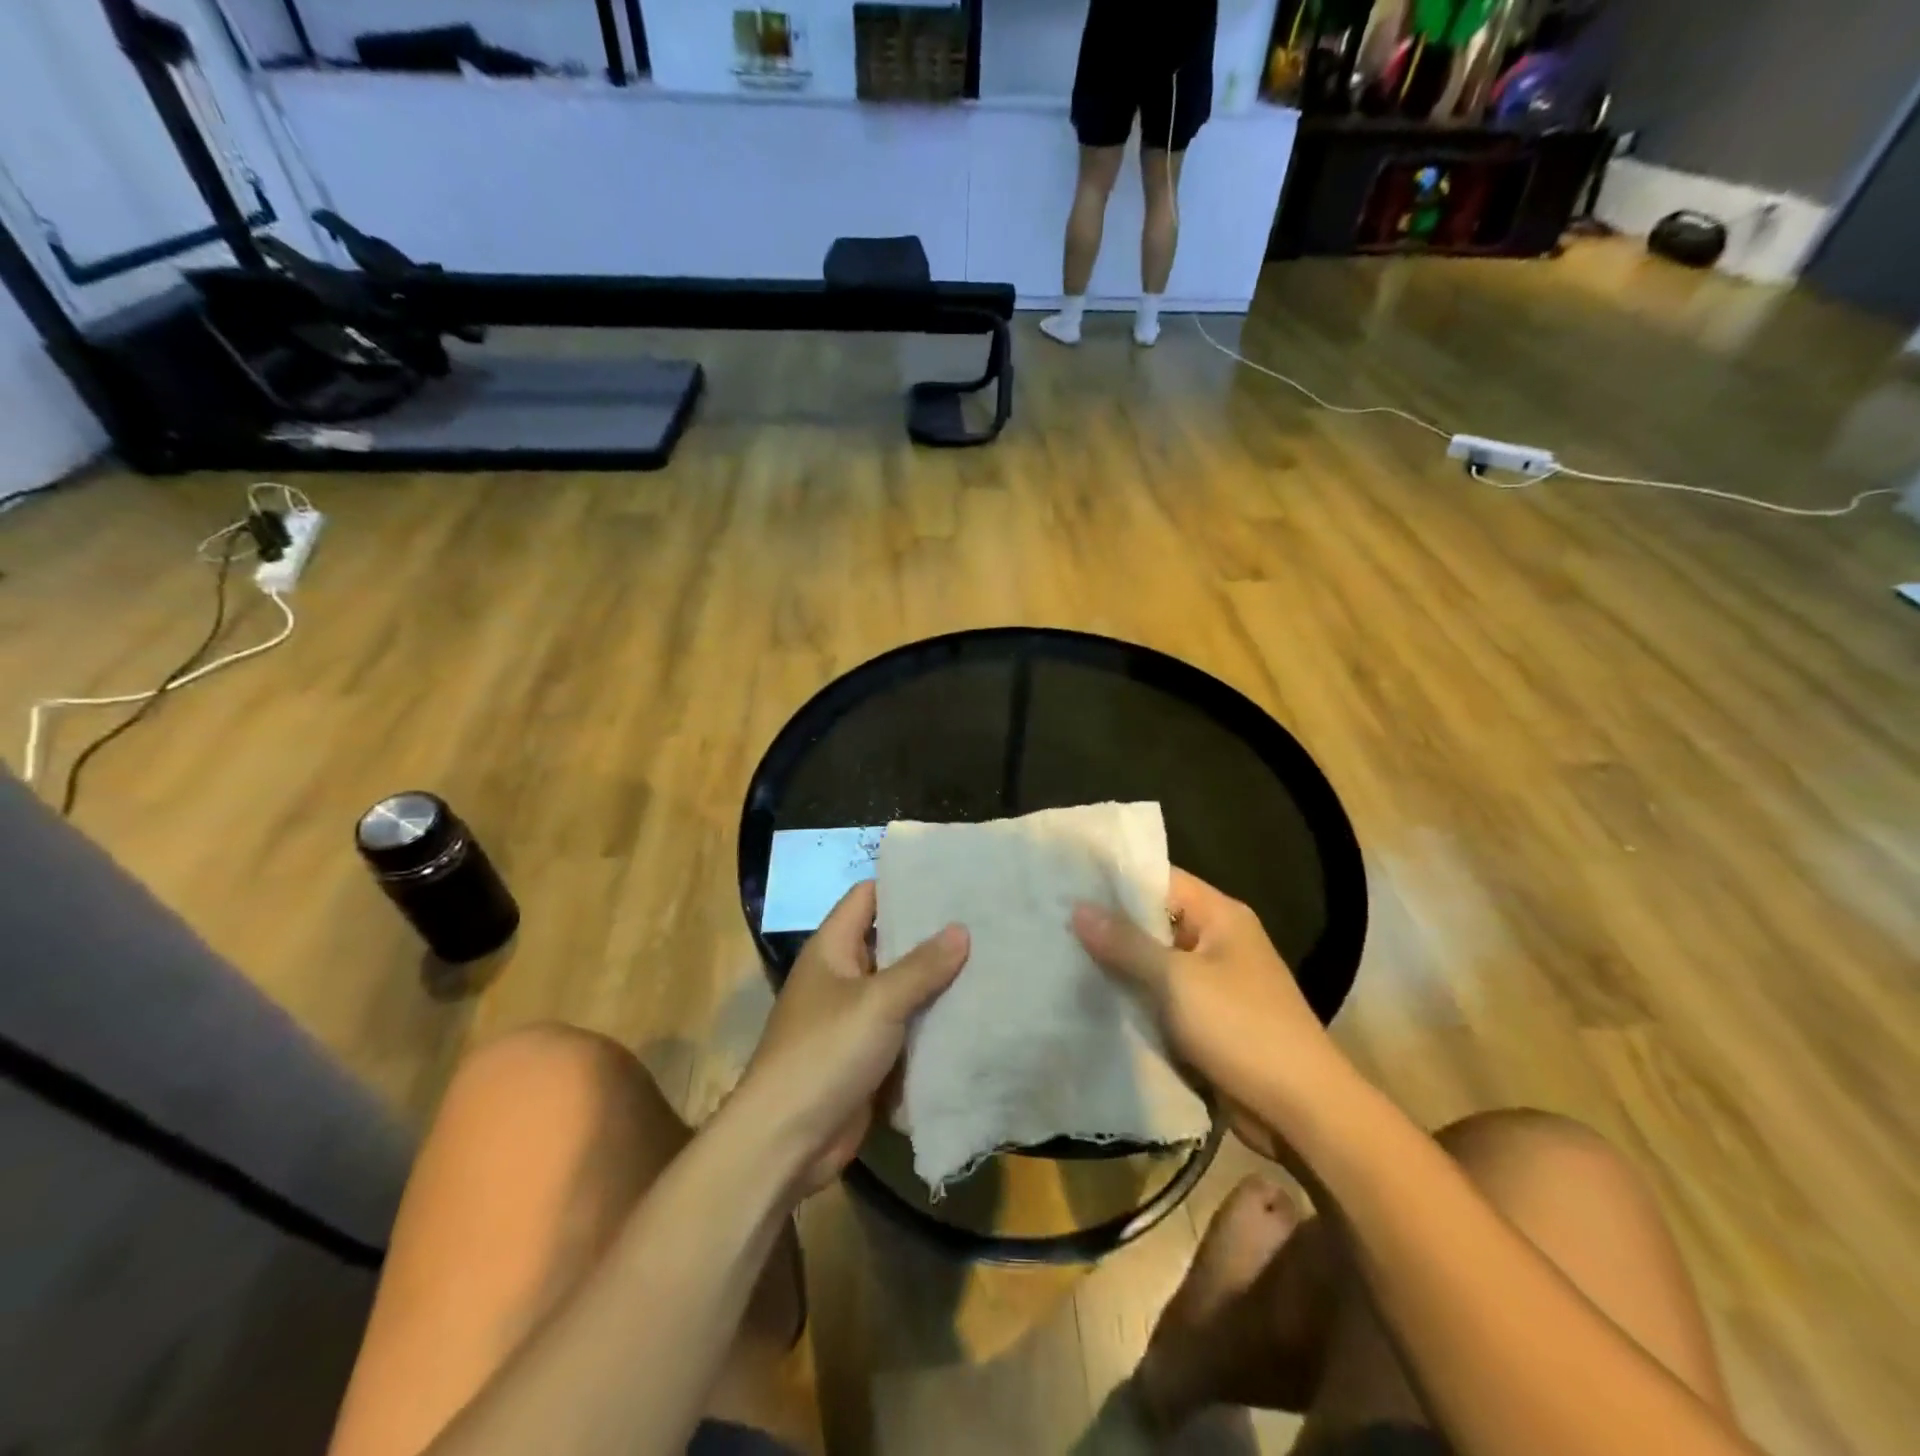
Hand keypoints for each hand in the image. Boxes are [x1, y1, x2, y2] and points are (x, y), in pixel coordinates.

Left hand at [740, 882, 967, 1197]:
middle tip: (984, 920)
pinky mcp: (867, 1055)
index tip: (951, 879)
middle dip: (932, 935)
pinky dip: (931, 1022)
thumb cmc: (825, 1053)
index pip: (868, 897)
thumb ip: (922, 965)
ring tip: (990, 960)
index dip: (905, 884)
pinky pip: (905, 1028)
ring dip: (936, 982)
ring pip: (902, 988)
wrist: (786, 1141)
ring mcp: (854, 1017)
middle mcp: (842, 976)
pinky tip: (974, 1012)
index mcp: (832, 948)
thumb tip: (961, 930)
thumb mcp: (877, 1002)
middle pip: (890, 942)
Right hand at [1072, 869, 1341, 1161]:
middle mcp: (1217, 941)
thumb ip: (1126, 943)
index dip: (1114, 880)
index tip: (1065, 881)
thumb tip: (1078, 908)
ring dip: (1117, 965)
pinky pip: (1161, 998)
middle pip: (1153, 921)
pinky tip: (1088, 997)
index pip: (1160, 879)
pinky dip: (1132, 998)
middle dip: (1108, 925)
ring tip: (1059, 955)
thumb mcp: (1177, 980)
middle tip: (1052, 920)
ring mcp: (1213, 983)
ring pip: (1153, 963)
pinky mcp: (1207, 1021)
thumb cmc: (1242, 1029)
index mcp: (1220, 916)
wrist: (1301, 1112)